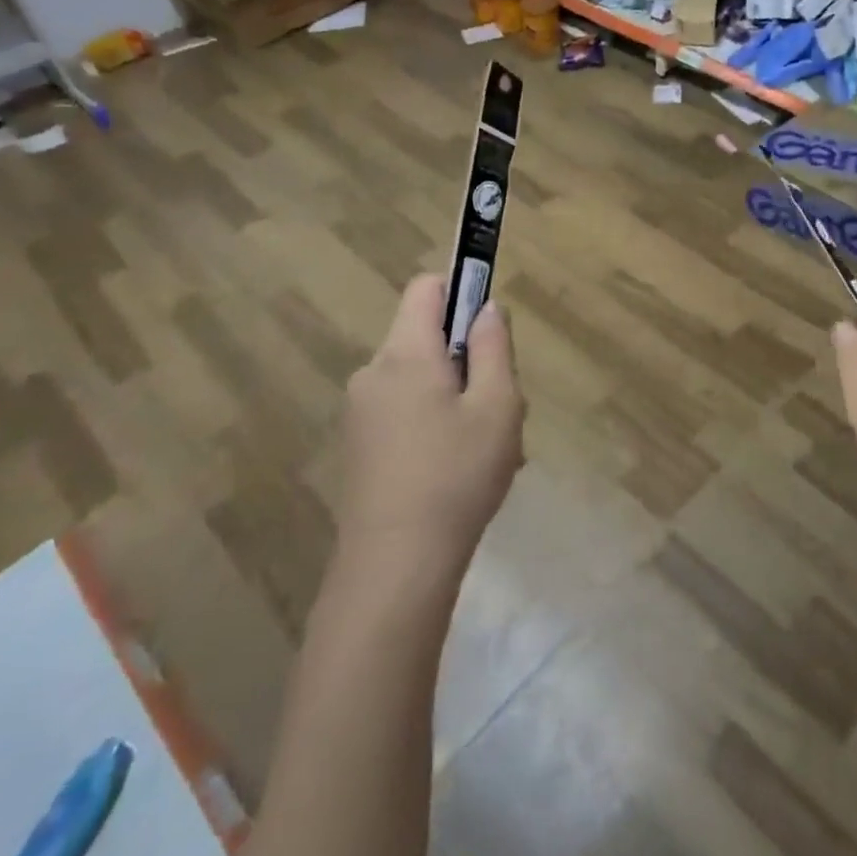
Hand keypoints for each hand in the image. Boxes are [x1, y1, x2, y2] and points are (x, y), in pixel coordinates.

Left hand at [335, 275, 525, 573]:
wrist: (395, 566)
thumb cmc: (457, 476)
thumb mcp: (498, 406)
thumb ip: (495, 347)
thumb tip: (487, 309)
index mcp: (405, 354)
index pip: (426, 288)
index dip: (462, 291)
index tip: (490, 328)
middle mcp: (373, 372)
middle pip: (425, 337)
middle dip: (466, 358)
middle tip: (498, 405)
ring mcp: (360, 411)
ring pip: (418, 379)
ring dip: (454, 396)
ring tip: (483, 447)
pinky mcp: (358, 446)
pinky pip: (403, 411)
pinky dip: (432, 423)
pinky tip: (455, 470)